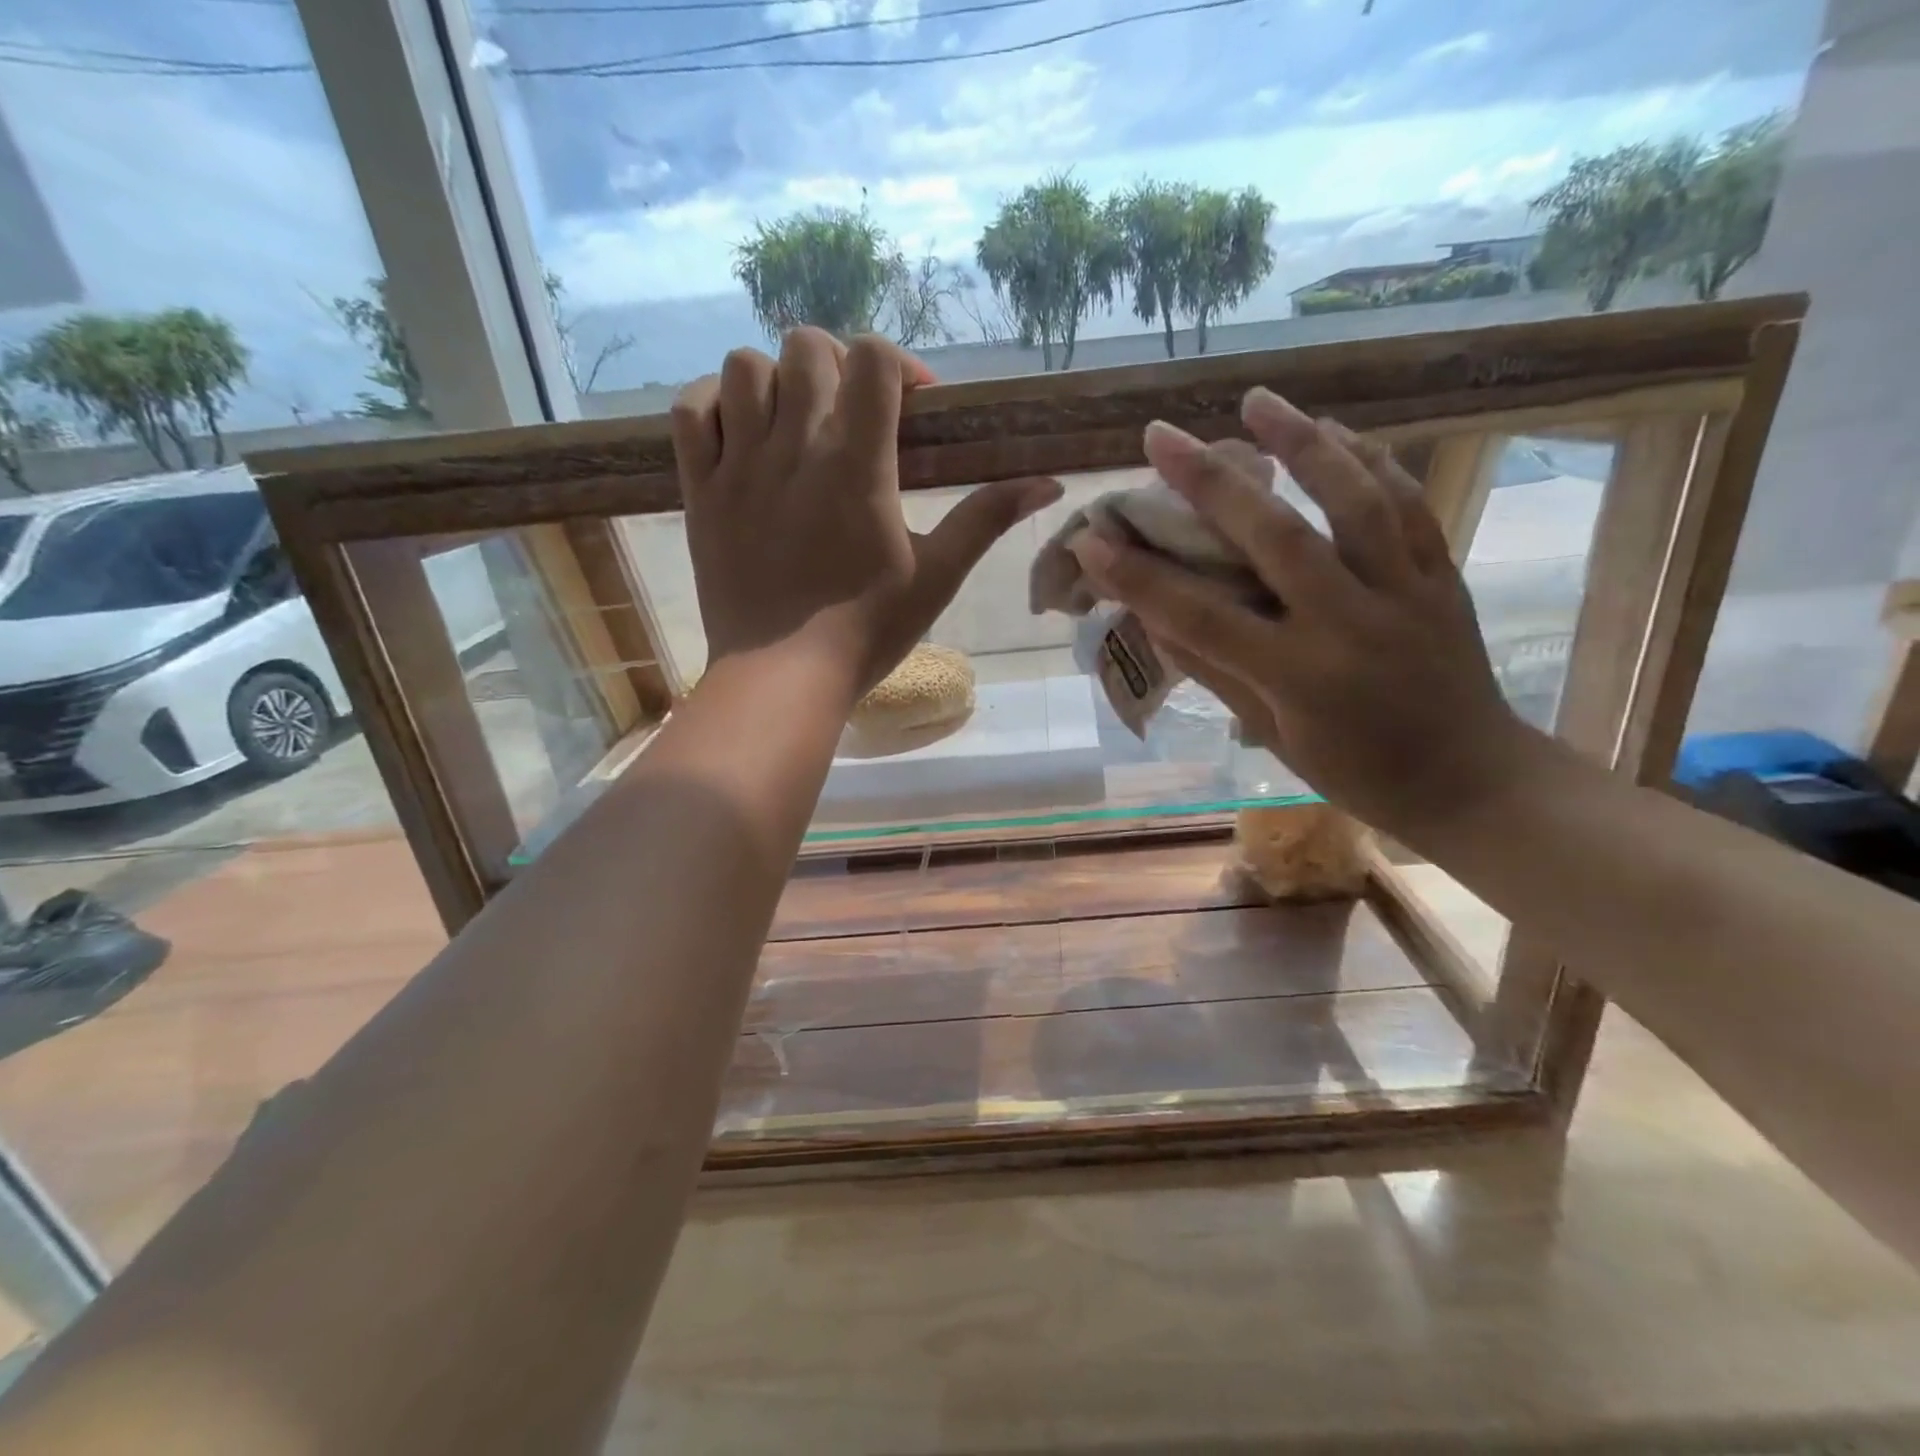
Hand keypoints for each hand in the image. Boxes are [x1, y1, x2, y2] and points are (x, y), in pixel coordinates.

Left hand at [670, 329, 1062, 696]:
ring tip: (796, 422)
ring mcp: (739, 465)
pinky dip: (713, 404)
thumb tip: (1049, 483)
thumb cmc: (866, 631)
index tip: (911, 409)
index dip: (896, 366)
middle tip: (853, 414)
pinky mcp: (699, 491)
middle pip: (807, 347)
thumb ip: (986, 518)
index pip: (871, 357)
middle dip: (838, 366)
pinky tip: (739, 431)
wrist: (783, 676)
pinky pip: (690, 412)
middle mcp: (794, 447)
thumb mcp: (937, 576)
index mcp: (857, 463)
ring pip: (745, 367)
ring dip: (777, 380)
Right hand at [1068, 388, 1542, 842]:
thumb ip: (1215, 670)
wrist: (1472, 779)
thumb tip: (1154, 617)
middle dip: (1209, 483)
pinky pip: (1405, 503)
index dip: (1140, 578)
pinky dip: (1370, 459)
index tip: (1091, 540)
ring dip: (1302, 442)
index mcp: (1300, 676)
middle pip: (1275, 537)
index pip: (1201, 616)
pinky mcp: (1440, 574)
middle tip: (1160, 436)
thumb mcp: (1273, 733)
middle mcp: (1351, 622)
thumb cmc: (1356, 772)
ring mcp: (1404, 591)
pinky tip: (1335, 429)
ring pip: (1353, 500)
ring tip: (1256, 399)